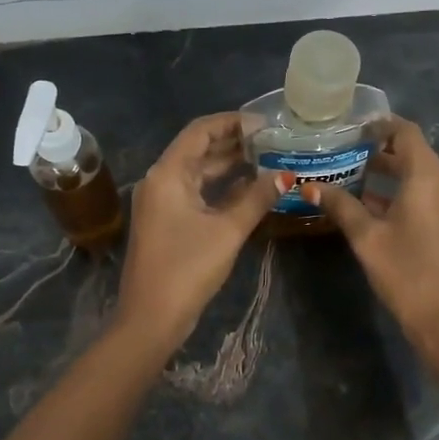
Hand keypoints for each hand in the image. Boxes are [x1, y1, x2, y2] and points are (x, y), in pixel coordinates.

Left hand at [115, 113, 284, 351]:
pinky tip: (250, 190)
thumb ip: (257, 198)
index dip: (233, 122)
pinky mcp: (167, 222)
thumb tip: (286, 175)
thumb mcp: (228, 230)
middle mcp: (160, 180)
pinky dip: (221, 189)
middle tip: (274, 141)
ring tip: (269, 161)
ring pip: (199, 173)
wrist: (152, 317)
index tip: (266, 124)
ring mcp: (162, 203)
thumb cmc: (187, 268)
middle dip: (235, 143)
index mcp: (167, 173)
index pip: (200, 131)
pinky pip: (196, 193)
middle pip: (199, 149)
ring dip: (230, 166)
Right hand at [304, 117, 438, 359]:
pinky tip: (366, 205)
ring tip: (347, 174)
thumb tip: (309, 186)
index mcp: (428, 177)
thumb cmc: (407, 272)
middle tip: (341, 150)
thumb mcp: (367, 238)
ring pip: (417, 176)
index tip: (350, 127)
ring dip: (386, 173)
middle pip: (412, 152)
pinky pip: (423, 195)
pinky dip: (397, 192)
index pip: (406, 132)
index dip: (379, 124)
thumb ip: (341, 206)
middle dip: (377, 149)